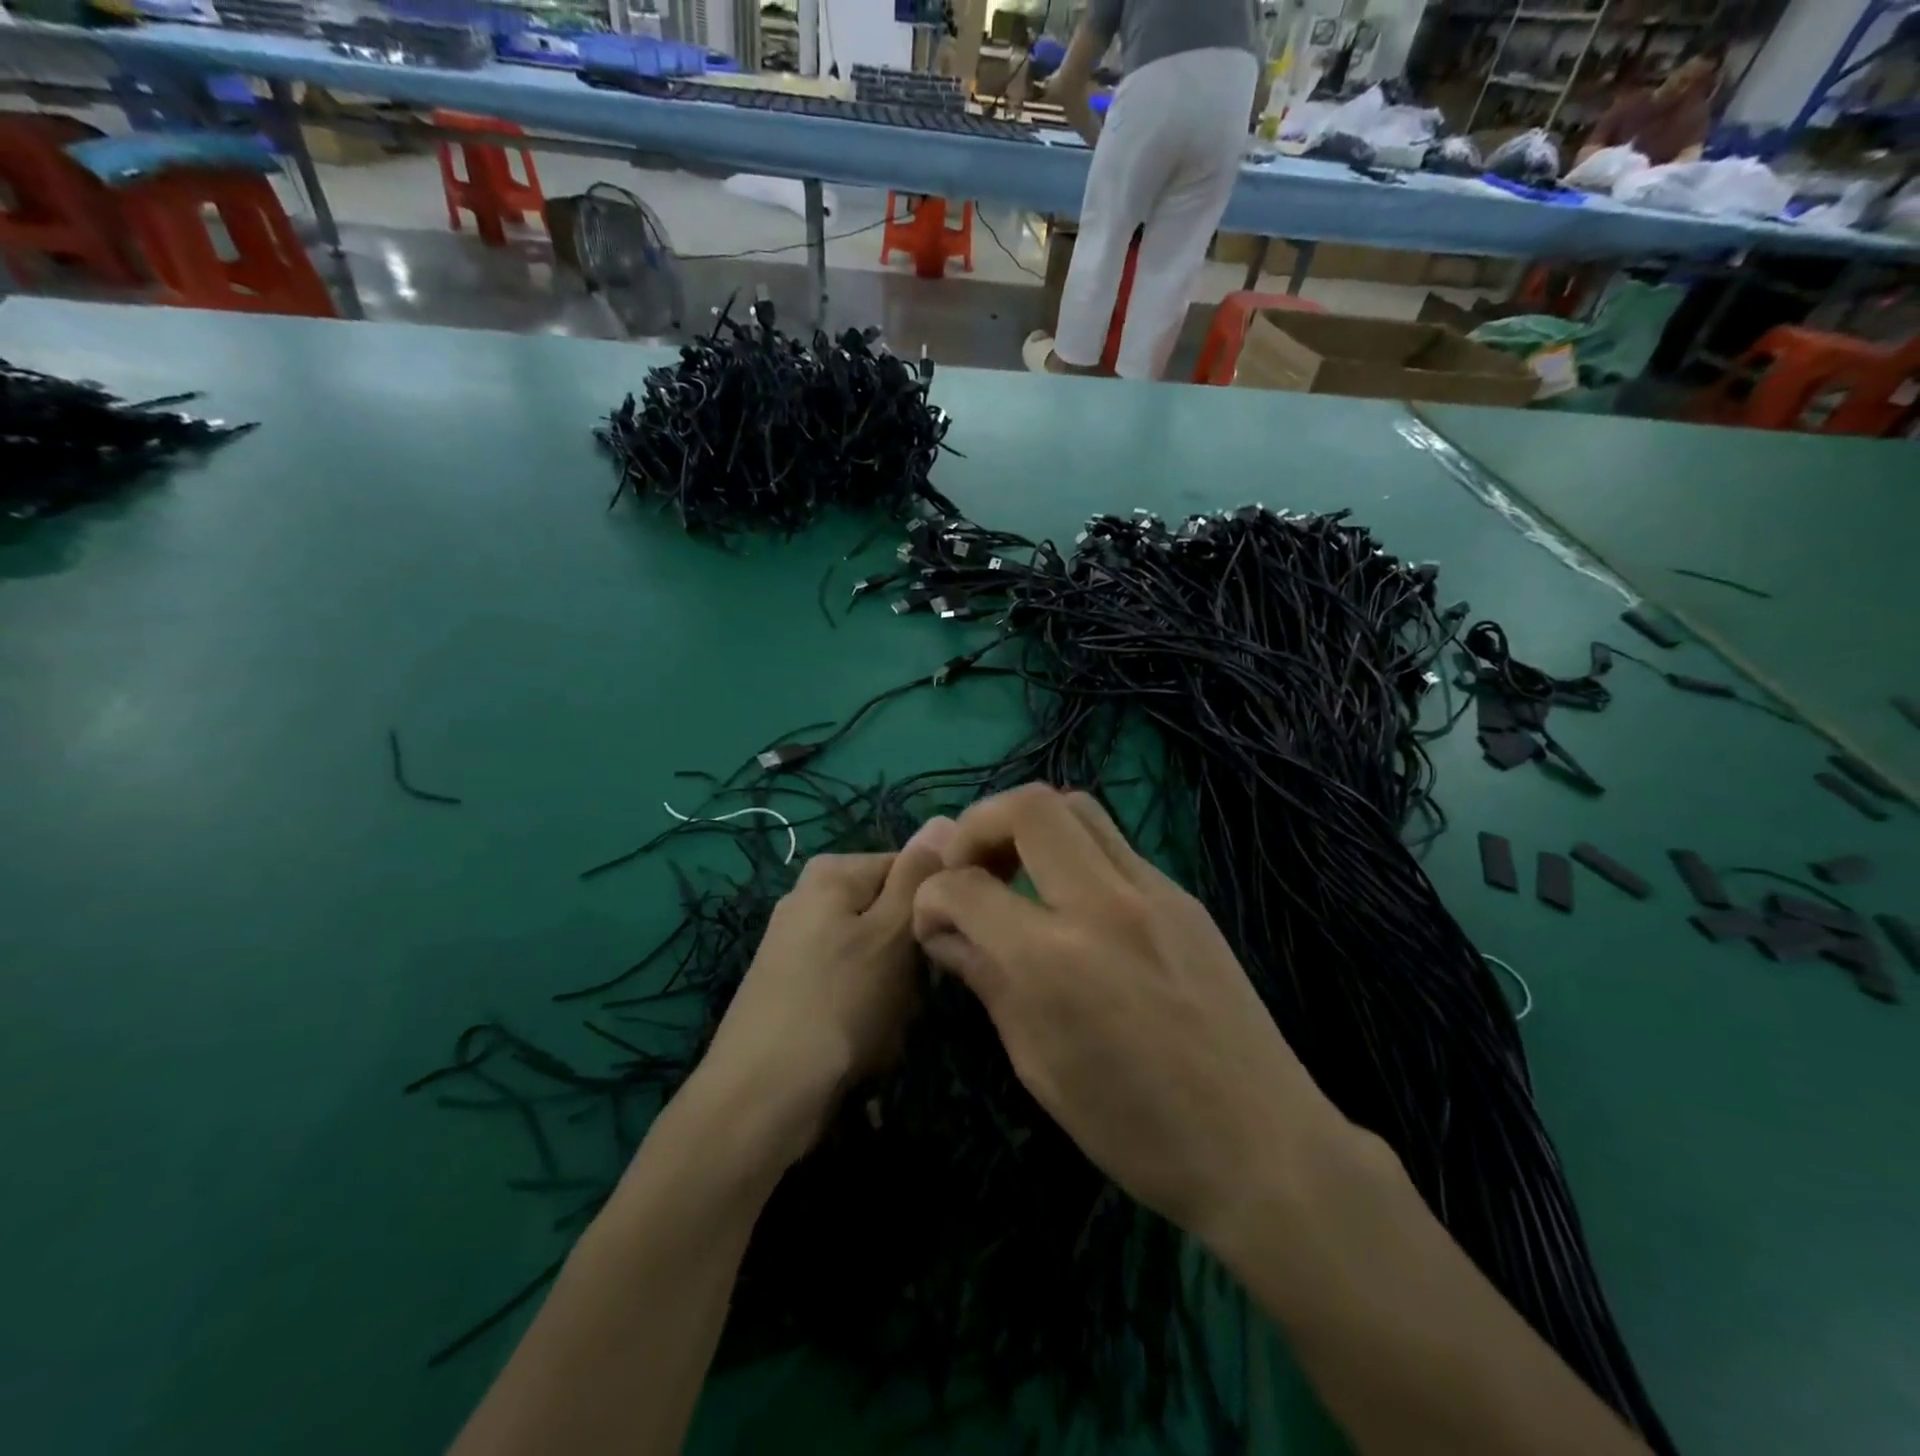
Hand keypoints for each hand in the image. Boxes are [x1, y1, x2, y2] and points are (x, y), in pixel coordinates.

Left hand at [694, 819, 953, 1163]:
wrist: (761, 1096)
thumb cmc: (839, 1003)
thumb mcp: (891, 933)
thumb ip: (918, 875)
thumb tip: (943, 817)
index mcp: (831, 872)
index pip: (909, 867)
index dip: (932, 905)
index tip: (939, 945)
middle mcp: (808, 896)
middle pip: (888, 910)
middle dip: (908, 953)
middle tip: (909, 992)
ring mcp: (794, 942)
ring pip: (873, 953)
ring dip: (891, 988)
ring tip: (884, 1022)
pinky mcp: (789, 984)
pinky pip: (847, 982)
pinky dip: (862, 1008)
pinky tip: (860, 1039)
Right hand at [912, 786, 1354, 1248]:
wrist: (1263, 1146)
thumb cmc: (1137, 1130)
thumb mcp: (1039, 1066)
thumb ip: (987, 981)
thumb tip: (945, 933)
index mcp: (1055, 961)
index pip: (966, 888)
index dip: (931, 896)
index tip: (931, 918)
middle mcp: (1104, 904)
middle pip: (1029, 806)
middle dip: (979, 825)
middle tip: (970, 868)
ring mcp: (1154, 891)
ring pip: (1078, 808)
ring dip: (1031, 826)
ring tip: (1016, 873)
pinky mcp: (1184, 896)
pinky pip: (1115, 846)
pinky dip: (1074, 854)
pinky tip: (1071, 903)